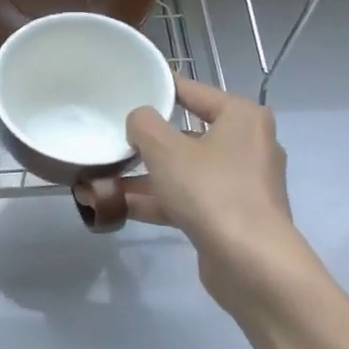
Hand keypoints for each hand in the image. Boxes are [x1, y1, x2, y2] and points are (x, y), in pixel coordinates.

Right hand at [125, 76, 307, 308]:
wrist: (250, 262)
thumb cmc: (211, 191)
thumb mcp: (166, 149)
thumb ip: (144, 125)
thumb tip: (138, 120)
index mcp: (241, 117)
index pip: (193, 91)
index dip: (159, 88)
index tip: (127, 86)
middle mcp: (246, 145)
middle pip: (185, 134)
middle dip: (144, 142)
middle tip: (109, 137)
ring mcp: (238, 184)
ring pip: (181, 171)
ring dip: (141, 177)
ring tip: (98, 179)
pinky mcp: (227, 216)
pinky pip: (184, 199)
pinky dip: (154, 201)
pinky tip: (114, 206)